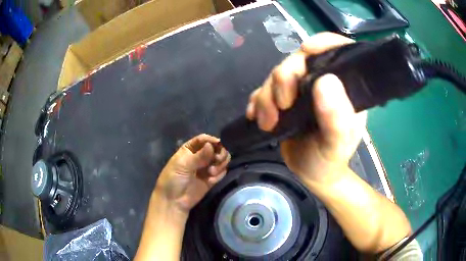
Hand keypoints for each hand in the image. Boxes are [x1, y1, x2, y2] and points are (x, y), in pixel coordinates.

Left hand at [154, 134, 230, 213]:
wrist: (174, 201)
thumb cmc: (173, 179)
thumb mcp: (183, 165)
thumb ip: (199, 156)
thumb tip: (212, 145)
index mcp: (189, 149)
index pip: (203, 139)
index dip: (212, 140)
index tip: (219, 144)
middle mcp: (200, 156)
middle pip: (216, 148)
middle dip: (219, 153)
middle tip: (217, 159)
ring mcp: (206, 168)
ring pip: (221, 160)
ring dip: (220, 164)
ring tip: (212, 172)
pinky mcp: (212, 179)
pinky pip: (222, 172)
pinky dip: (220, 174)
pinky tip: (211, 180)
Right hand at [246, 32, 366, 184]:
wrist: (312, 174)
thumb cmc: (329, 160)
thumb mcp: (337, 145)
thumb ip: (337, 118)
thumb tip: (326, 81)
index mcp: (344, 87)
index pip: (338, 51)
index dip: (323, 43)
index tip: (307, 49)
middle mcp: (322, 82)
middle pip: (299, 60)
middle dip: (284, 79)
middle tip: (280, 106)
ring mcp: (301, 89)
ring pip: (278, 75)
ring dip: (267, 96)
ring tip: (267, 121)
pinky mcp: (283, 99)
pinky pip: (264, 90)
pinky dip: (257, 101)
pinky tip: (256, 116)